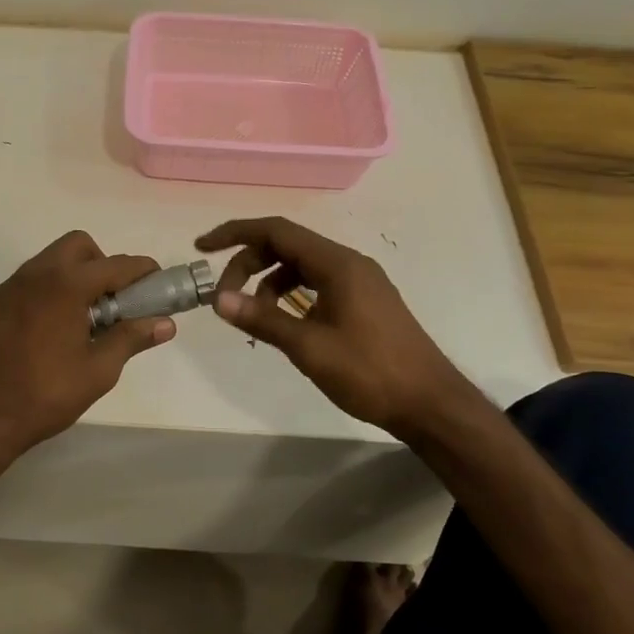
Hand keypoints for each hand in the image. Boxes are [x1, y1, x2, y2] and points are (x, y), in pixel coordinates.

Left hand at [0, 231, 175, 461]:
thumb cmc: (46, 395)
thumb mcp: (98, 371)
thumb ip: (131, 338)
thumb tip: (165, 323)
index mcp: (65, 286)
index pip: (115, 264)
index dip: (142, 270)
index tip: (156, 281)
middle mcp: (32, 276)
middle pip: (76, 247)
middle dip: (100, 263)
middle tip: (109, 301)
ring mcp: (1, 290)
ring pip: (42, 265)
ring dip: (66, 280)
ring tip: (74, 321)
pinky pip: (15, 291)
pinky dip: (35, 301)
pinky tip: (34, 338)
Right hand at [197, 217, 465, 439]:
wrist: (430, 403)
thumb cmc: (370, 372)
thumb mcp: (309, 347)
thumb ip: (262, 319)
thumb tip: (219, 300)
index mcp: (337, 264)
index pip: (277, 230)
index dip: (235, 234)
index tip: (203, 247)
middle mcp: (349, 263)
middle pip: (287, 246)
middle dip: (249, 264)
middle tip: (224, 297)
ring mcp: (359, 282)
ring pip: (301, 267)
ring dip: (269, 283)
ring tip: (253, 316)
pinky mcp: (364, 301)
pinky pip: (317, 284)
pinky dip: (291, 296)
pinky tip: (283, 324)